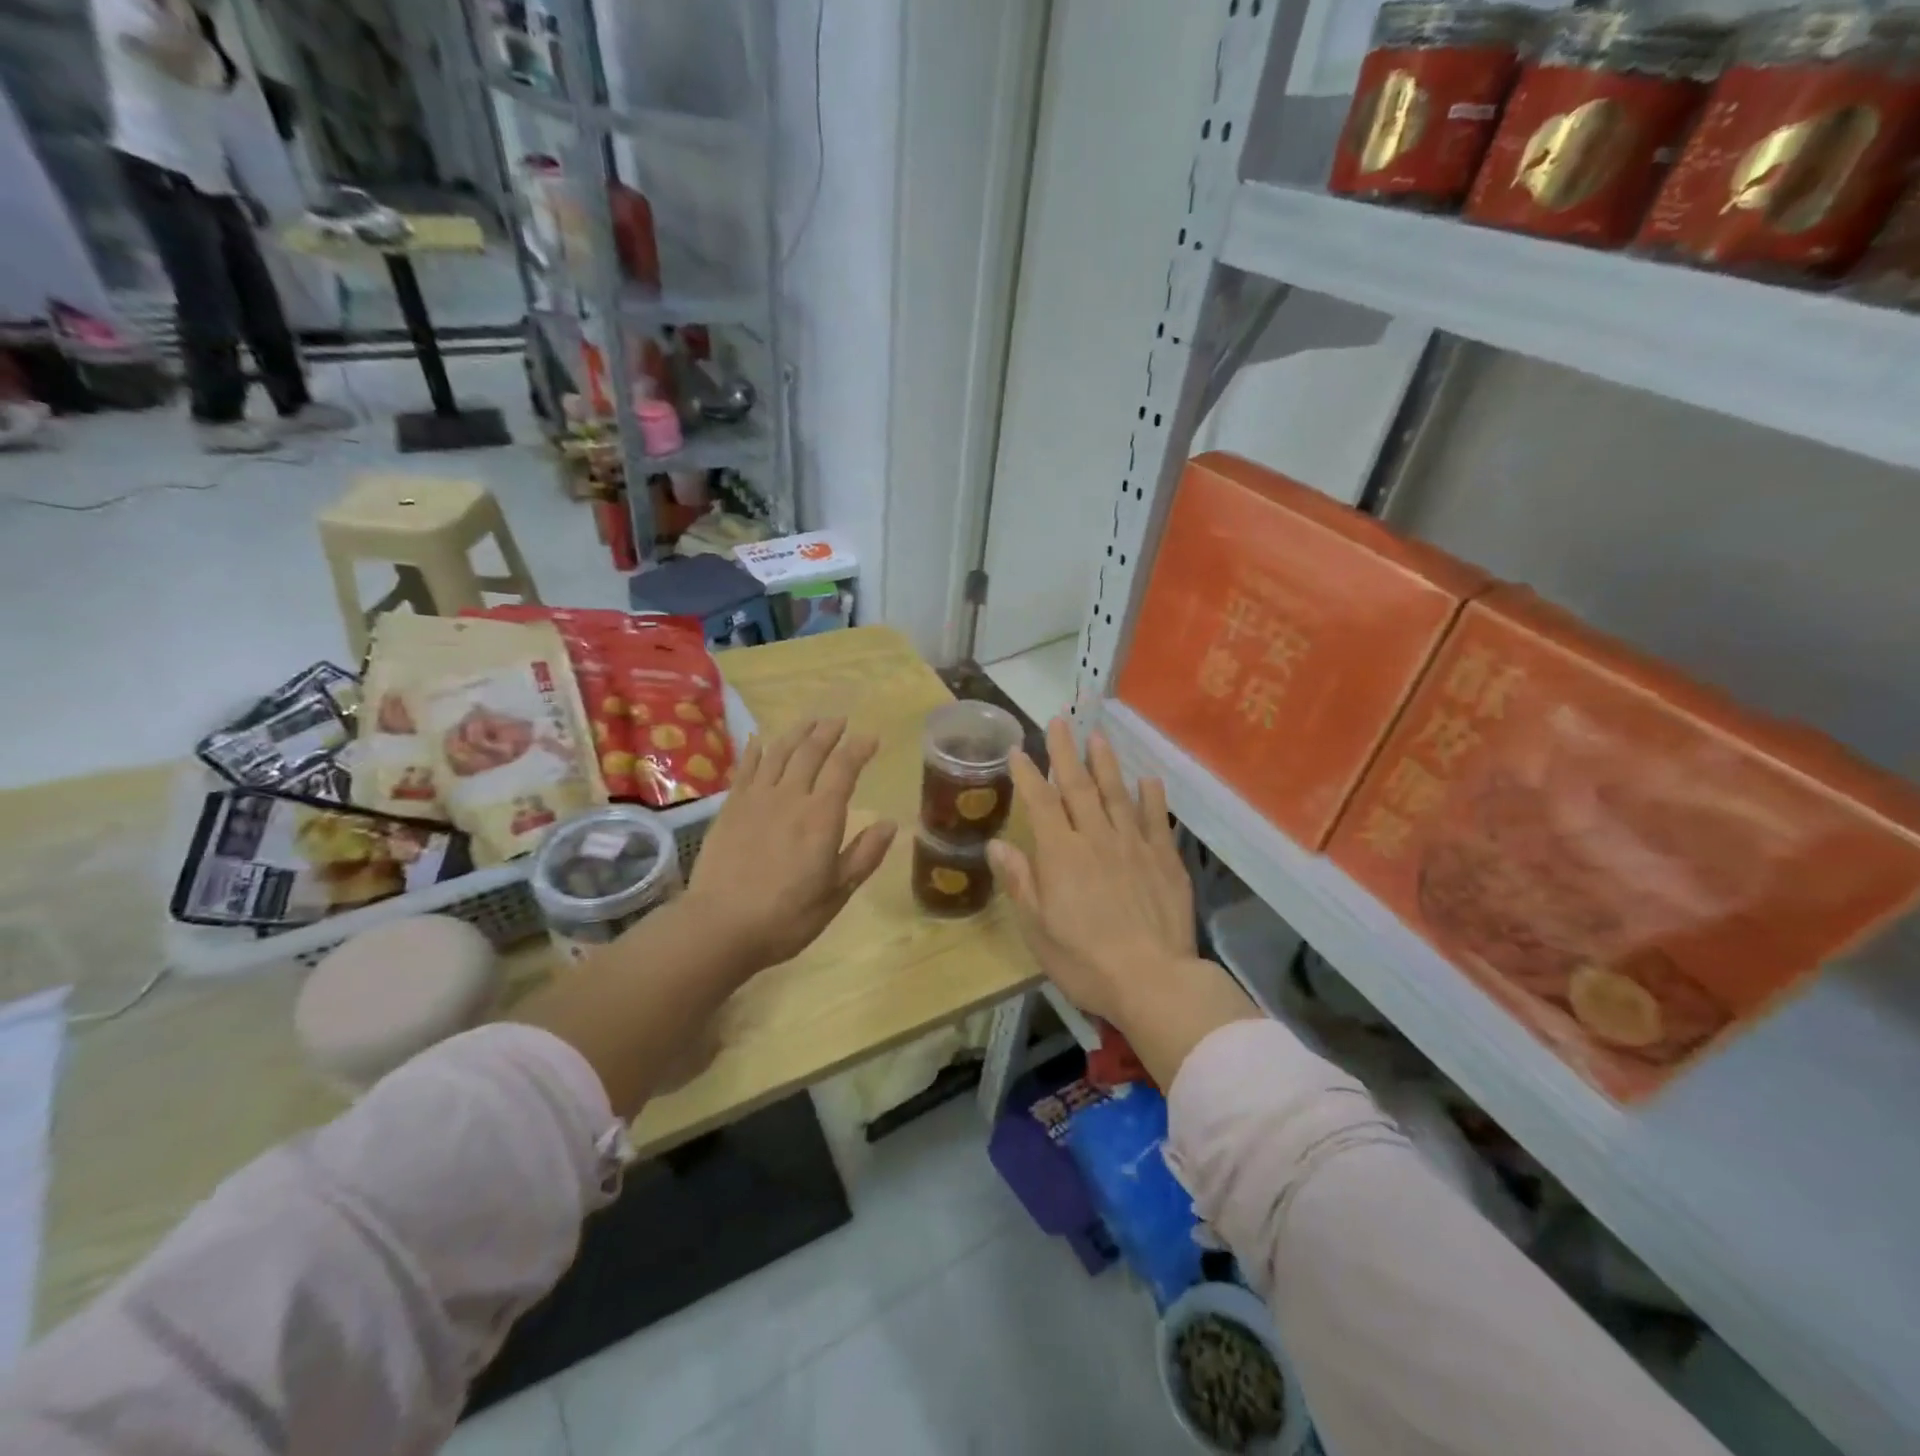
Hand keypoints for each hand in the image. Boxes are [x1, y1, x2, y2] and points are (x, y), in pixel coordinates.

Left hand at [686, 718, 895, 968]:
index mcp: (822, 816)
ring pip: (779, 752)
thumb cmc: (787, 916)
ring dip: (797, 733)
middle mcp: (790, 797)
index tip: (871, 738)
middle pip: (811, 752)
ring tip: (810, 722)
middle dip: (828, 732)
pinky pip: (746, 768)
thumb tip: (890, 824)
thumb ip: (864, 855)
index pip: (844, 769)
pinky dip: (756, 749)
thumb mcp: (837, 893)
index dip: (859, 749)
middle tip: (840, 721)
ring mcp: (756, 799)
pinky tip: (761, 739)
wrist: (720, 926)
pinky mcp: (730, 807)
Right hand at [988, 718, 1196, 1022]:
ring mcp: (1134, 845)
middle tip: (1059, 721)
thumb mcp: (1038, 928)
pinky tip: (1148, 779)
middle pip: (1078, 786)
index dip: (1027, 773)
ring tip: (1096, 736)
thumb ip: (1020, 881)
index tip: (1017, 750)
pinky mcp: (1164, 859)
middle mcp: (1096, 838)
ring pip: (1116, 793)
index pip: (1040, 802)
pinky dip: (1151, 796)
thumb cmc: (1084, 960)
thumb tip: (997, 844)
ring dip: (1105, 763)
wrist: (1152, 980)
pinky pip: (1155, 819)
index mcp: (1061, 854)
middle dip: (1065, 752)